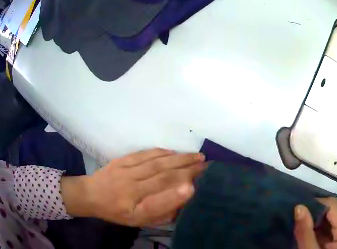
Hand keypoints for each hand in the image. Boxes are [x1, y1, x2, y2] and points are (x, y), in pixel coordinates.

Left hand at [61, 149, 205, 226]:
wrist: (92, 195)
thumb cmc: (116, 213)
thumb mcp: (138, 221)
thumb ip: (159, 213)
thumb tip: (179, 201)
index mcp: (133, 208)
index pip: (157, 202)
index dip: (175, 195)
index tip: (195, 187)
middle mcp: (129, 188)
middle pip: (161, 177)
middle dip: (186, 170)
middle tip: (206, 166)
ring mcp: (125, 171)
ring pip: (156, 163)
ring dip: (179, 159)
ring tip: (197, 157)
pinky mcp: (122, 160)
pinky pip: (144, 154)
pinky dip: (162, 152)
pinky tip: (174, 152)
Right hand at [294, 198, 336, 248]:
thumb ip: (305, 232)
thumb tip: (299, 206)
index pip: (332, 204)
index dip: (314, 203)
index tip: (295, 208)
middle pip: (334, 209)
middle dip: (314, 212)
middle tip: (295, 217)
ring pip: (333, 216)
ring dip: (316, 219)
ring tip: (299, 224)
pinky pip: (333, 225)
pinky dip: (320, 227)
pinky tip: (309, 232)